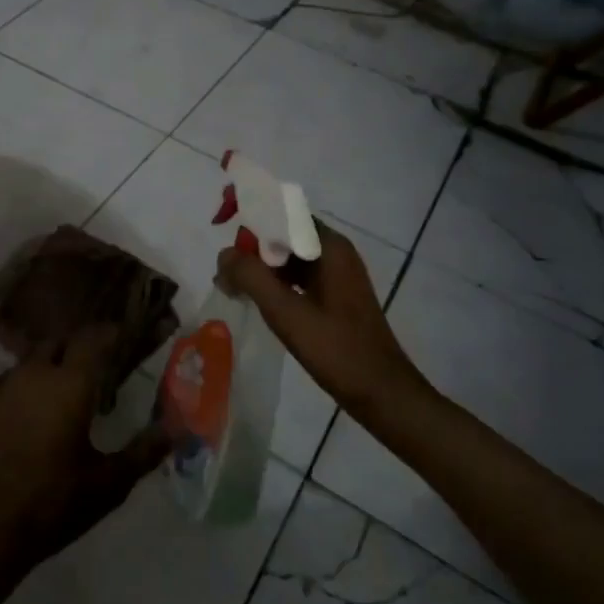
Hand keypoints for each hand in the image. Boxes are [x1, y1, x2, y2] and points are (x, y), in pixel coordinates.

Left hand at [0, 325, 171, 574]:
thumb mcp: (108, 484)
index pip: (94, 338)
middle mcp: (35, 373)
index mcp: (69, 383)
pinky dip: (29, 383)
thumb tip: (178, 429)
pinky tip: (35, 410)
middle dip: (82, 346)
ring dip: (54, 364)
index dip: (112, 332)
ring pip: (34, 359)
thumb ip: (144, 452)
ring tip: (70, 391)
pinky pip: (13, 378)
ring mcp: (4, 386)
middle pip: (61, 341)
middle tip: (101, 367)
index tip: (128, 336)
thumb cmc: (51, 503)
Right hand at [216, 219, 435, 417]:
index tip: (221, 222)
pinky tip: (252, 300)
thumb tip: (224, 254)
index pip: (283, 209)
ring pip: (286, 255)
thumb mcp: (287, 313)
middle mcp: (333, 253)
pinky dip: (272, 282)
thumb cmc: (337, 350)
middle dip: (249, 245)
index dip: (250, 210)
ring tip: (230, 287)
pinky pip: (295, 275)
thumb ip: (252, 277)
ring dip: (257, 266)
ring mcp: (335, 275)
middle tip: (223, 272)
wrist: (383, 394)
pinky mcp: (332, 296)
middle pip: (282, 232)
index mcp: (329, 247)